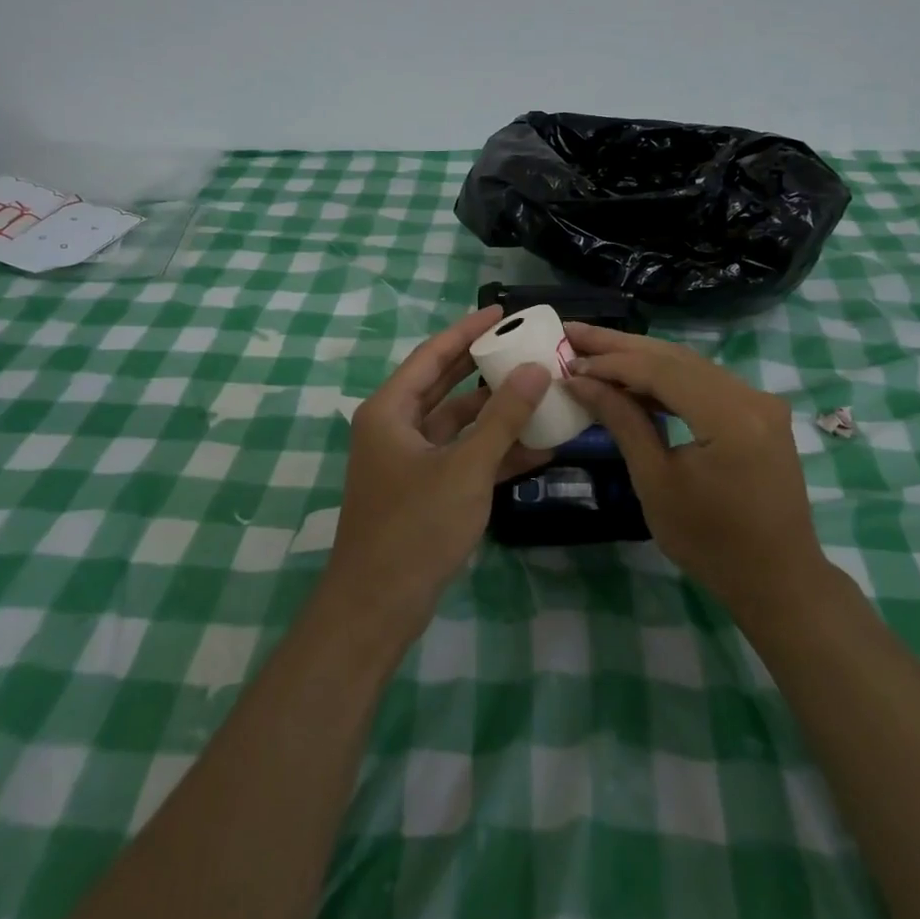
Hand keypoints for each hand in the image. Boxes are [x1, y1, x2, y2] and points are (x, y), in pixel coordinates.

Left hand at [325, 307, 551, 639]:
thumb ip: (503, 417)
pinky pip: (462, 456)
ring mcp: (409, 460)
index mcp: (391, 410)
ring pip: (458, 423)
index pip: (433, 354)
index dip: (467, 330)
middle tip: (526, 346)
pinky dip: (494, 451)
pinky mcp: (424, 489)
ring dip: (496, 413)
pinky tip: (538, 447)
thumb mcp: (466, 467)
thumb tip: (536, 370)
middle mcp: (396, 427)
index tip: (502, 311)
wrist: (377, 607)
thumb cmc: (415, 526)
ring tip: (542, 392)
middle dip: (485, 366)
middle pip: (445, 384)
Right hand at [563, 323, 824, 613]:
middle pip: (675, 357)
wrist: (778, 581)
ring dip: (640, 358)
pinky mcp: (758, 412)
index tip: (568, 362)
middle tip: (572, 333)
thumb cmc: (710, 543)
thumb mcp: (656, 482)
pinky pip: (704, 381)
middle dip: (620, 346)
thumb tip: (580, 381)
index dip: (611, 362)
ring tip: (593, 350)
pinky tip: (633, 378)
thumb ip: (622, 421)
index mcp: (730, 416)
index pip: (661, 370)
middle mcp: (751, 396)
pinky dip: (666, 378)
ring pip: (689, 364)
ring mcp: (760, 401)